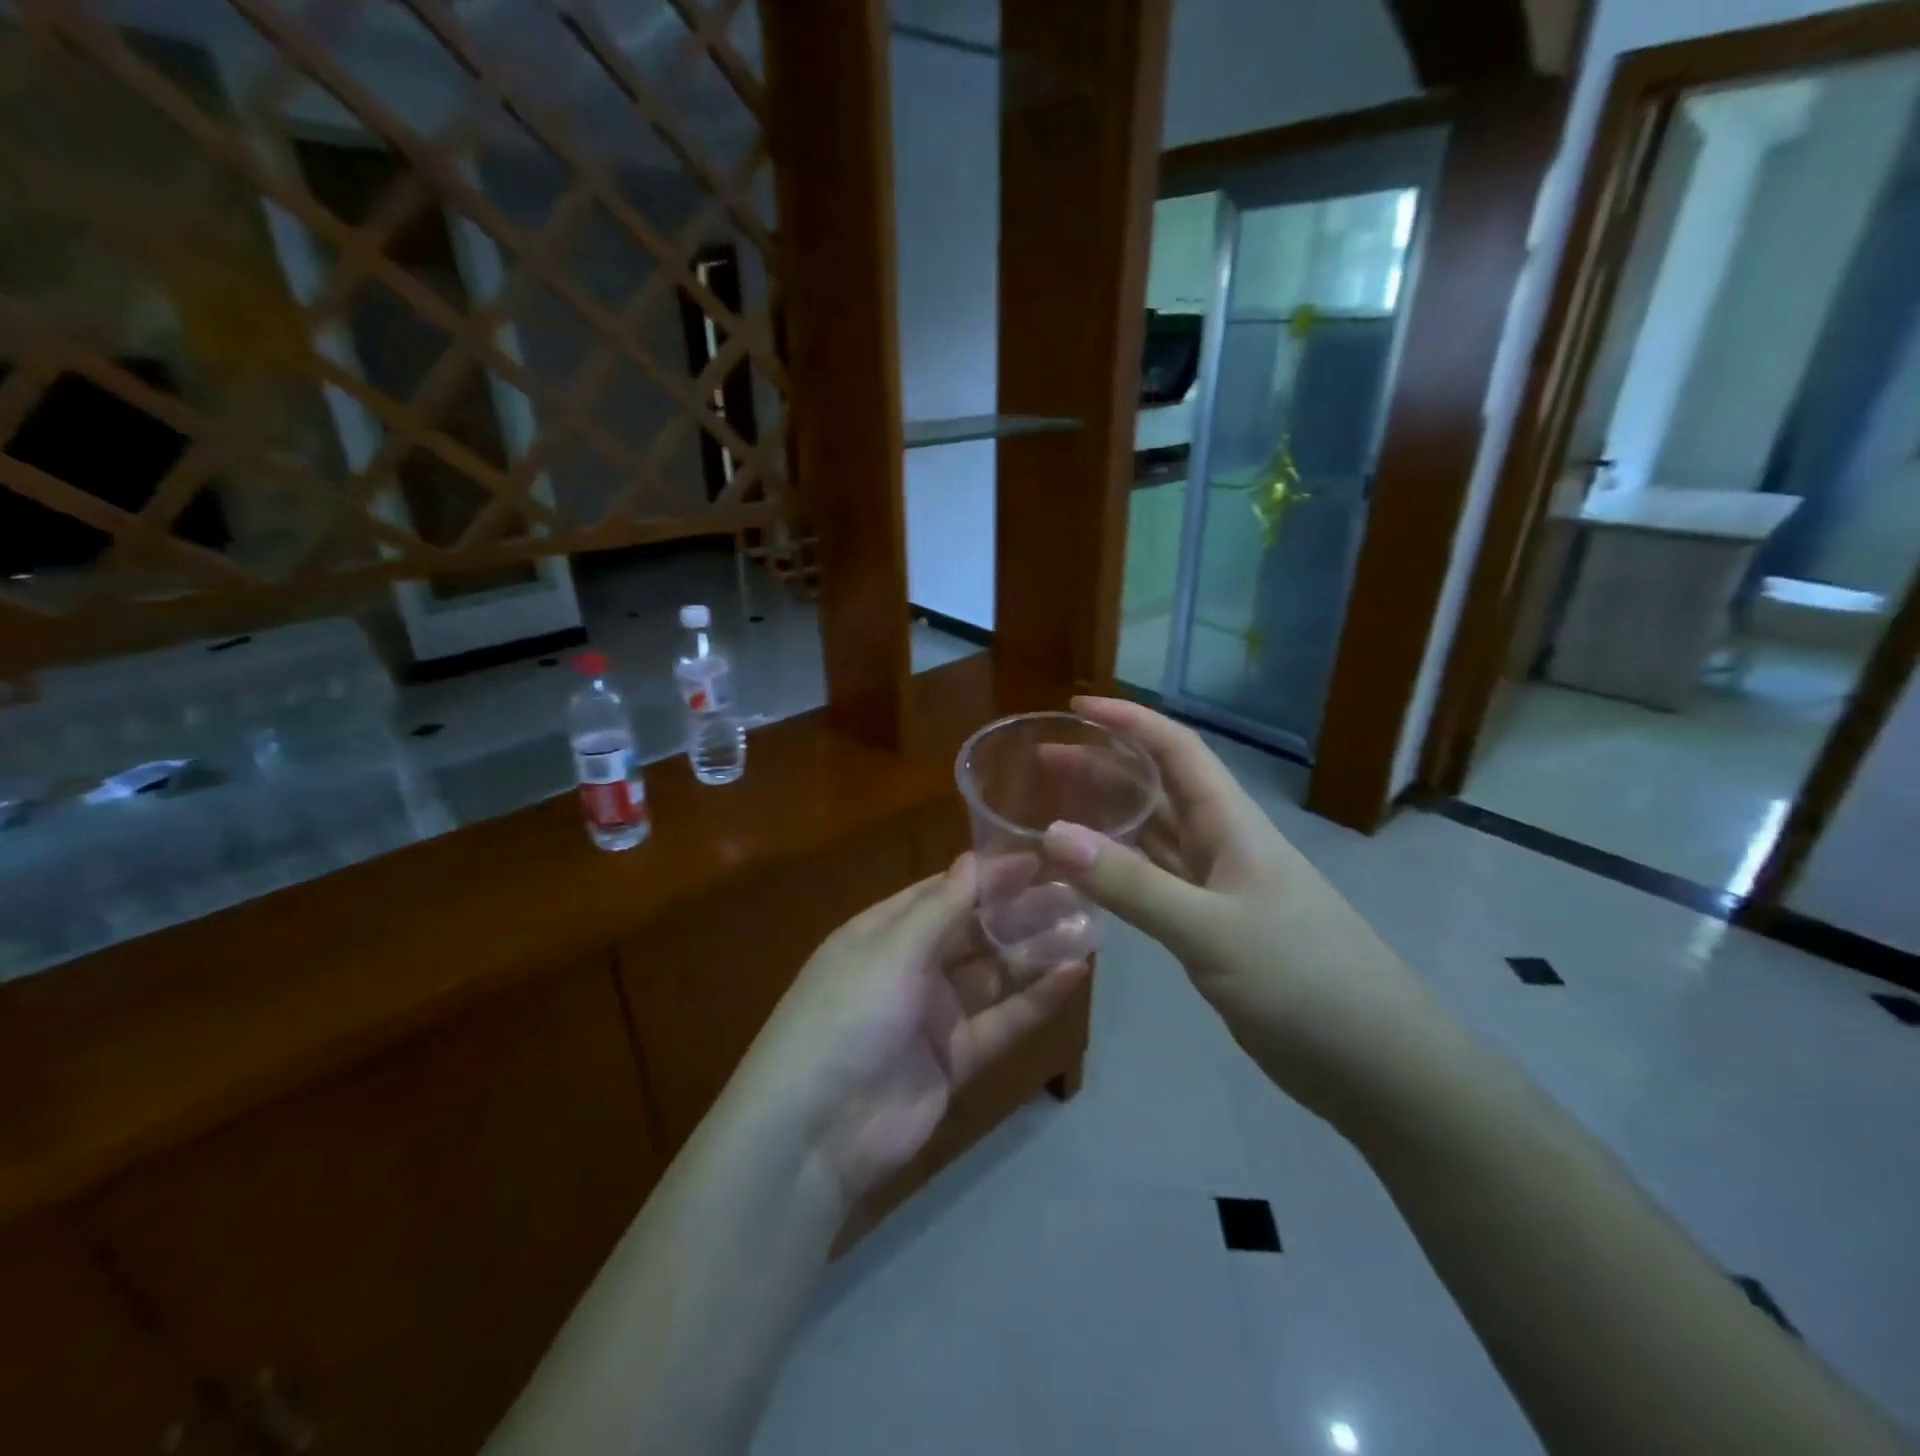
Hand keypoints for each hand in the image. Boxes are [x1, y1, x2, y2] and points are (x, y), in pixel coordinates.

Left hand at [738, 855, 1087, 1203]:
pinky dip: (1035, 1000)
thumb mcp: (891, 951)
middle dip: (1017, 911)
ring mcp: (931, 1014)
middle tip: (1073, 891)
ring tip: (1084, 926)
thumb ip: (941, 908)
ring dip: (1032, 952)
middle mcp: (908, 966)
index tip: (1038, 860)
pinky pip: (1001, 1020)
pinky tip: (1073, 975)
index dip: (988, 876)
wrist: (816, 1132)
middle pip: (972, 930)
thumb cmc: (848, 1017)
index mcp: (882, 932)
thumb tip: (974, 859)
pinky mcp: (953, 1059)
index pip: (943, 892)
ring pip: (991, 974)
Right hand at [1040, 697, 1437, 1123]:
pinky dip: (1122, 871)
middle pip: (1159, 787)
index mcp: (1232, 824)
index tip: (1076, 707)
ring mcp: (1222, 889)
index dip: (1129, 720)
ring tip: (1055, 807)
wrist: (1378, 1065)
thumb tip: (1051, 833)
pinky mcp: (1217, 929)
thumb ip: (1131, 885)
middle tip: (1045, 759)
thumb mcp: (1210, 931)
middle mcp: (1225, 844)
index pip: (1177, 749)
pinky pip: (1158, 882)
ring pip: (1157, 835)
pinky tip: (1091, 875)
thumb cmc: (1303, 982)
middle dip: (1105, 765)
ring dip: (1110, 816)